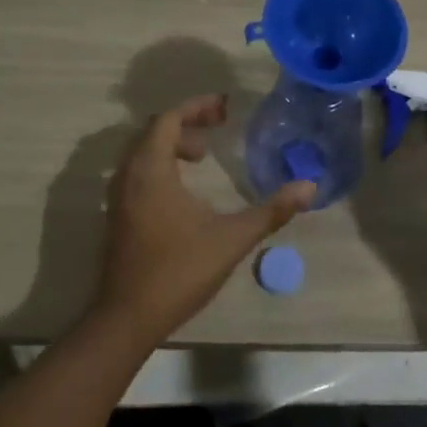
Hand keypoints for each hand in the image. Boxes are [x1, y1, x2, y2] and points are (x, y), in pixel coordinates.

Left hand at [93, 95, 314, 341]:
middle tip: (217, 127)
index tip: (224, 107)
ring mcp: (118, 196)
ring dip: (171, 144)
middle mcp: (129, 174)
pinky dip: (159, 163)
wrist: (126, 319)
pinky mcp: (117, 215)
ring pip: (142, 151)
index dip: (196, 107)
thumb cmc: (178, 271)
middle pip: (154, 131)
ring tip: (202, 155)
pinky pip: (136, 171)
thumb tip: (309, 187)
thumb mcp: (231, 239)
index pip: (169, 119)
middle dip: (186, 122)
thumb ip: (271, 211)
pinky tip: (183, 188)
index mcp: (151, 170)